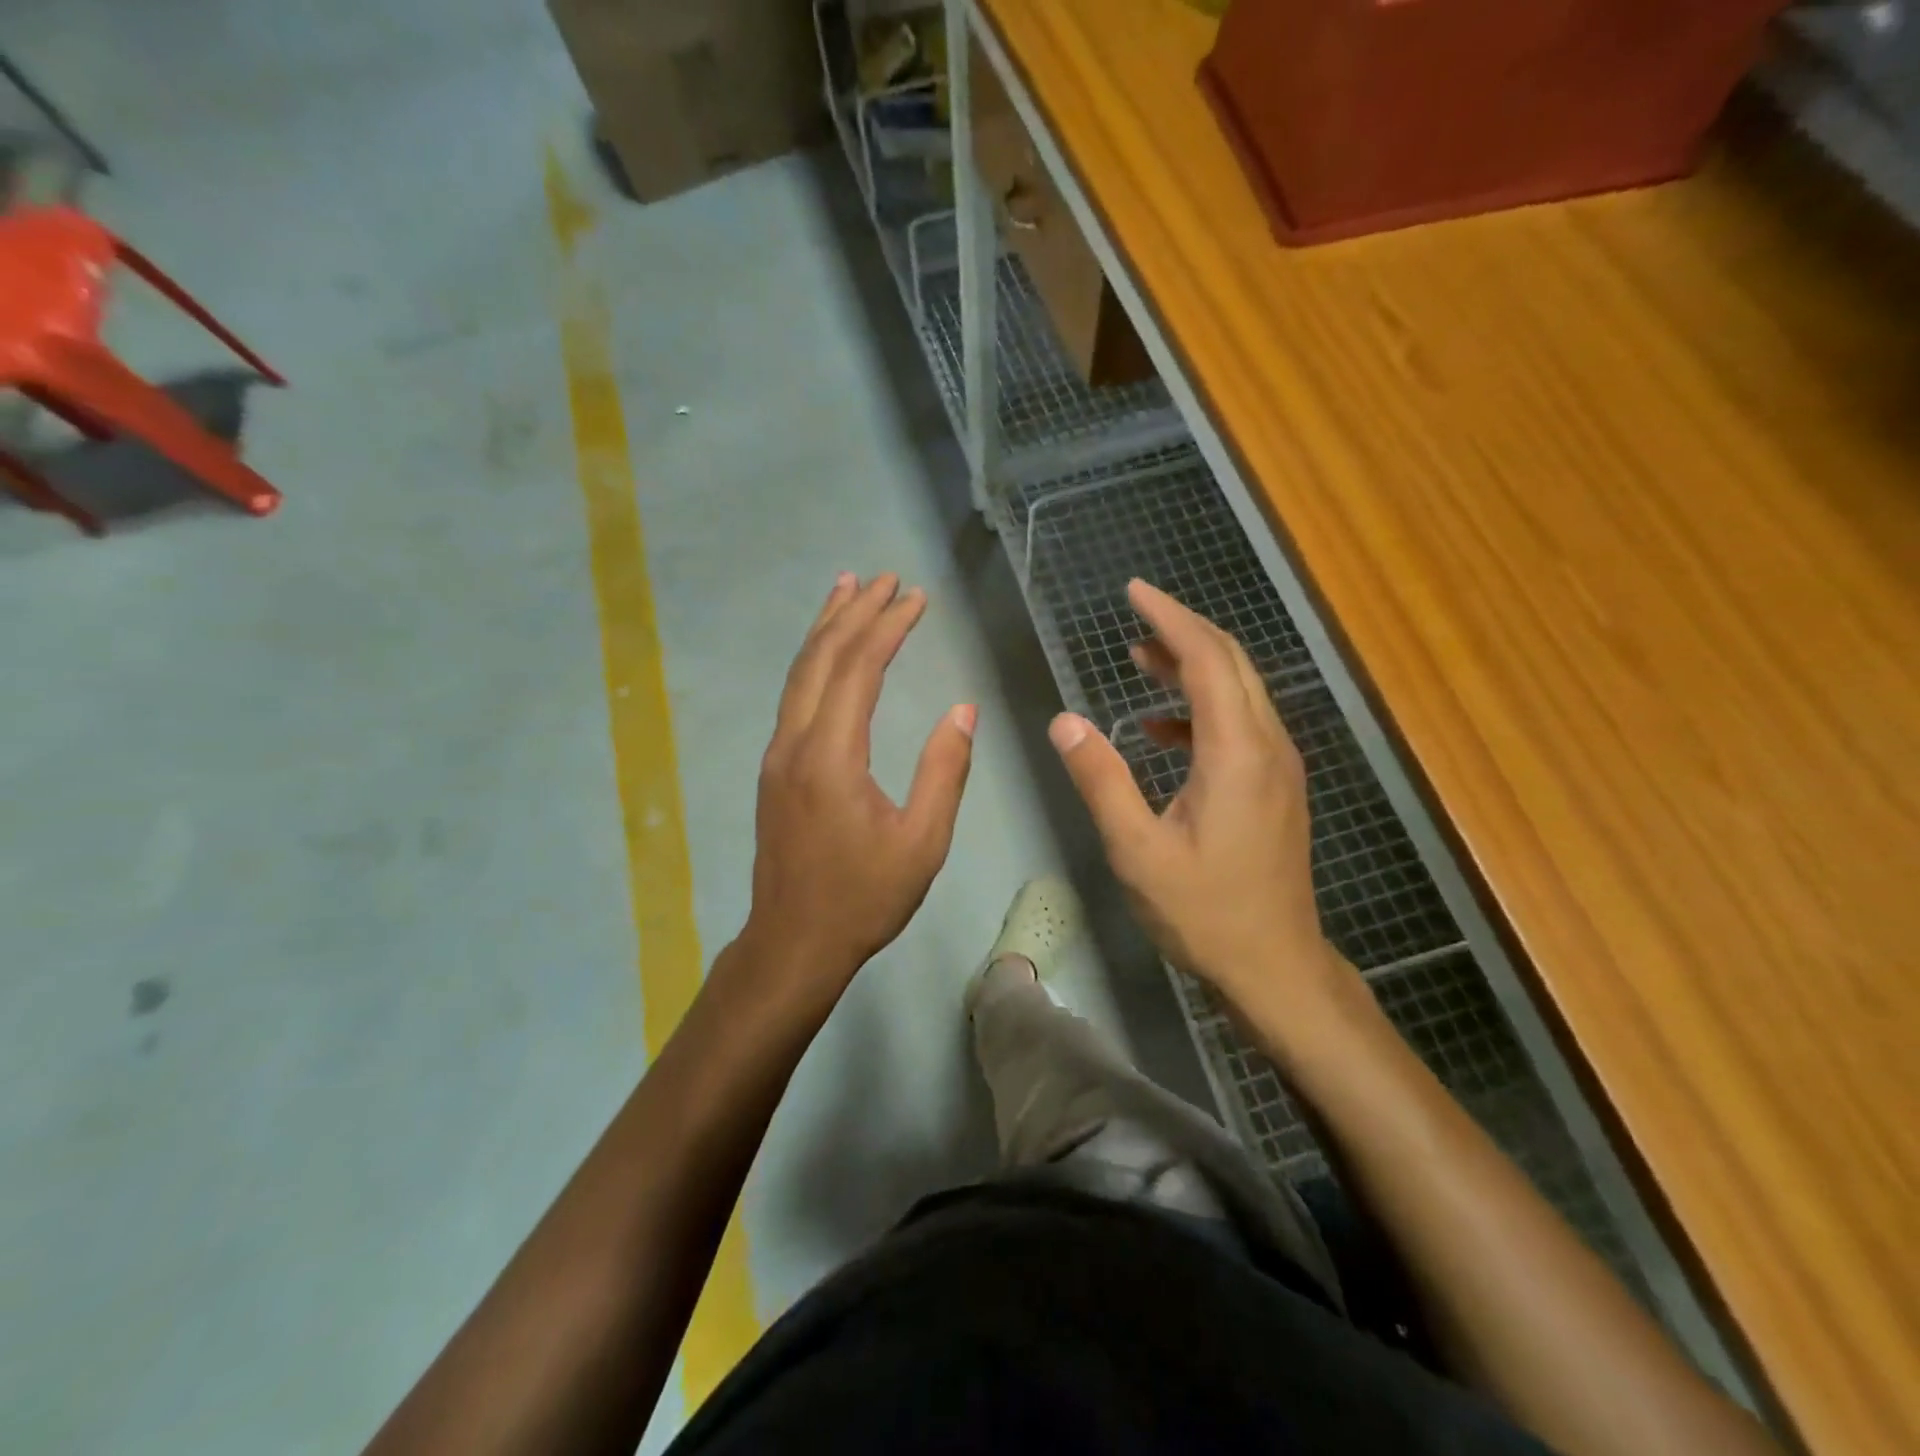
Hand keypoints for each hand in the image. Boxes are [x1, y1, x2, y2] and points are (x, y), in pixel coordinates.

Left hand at [740, 572, 974, 1003]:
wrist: (793, 942)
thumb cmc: (863, 897)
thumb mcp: (921, 842)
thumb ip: (943, 771)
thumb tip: (963, 710)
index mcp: (831, 756)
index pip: (859, 669)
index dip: (888, 627)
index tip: (916, 597)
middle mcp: (795, 742)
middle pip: (821, 658)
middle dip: (854, 612)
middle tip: (883, 577)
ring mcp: (777, 754)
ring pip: (799, 673)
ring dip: (825, 628)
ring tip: (847, 589)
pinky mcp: (774, 768)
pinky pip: (794, 696)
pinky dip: (814, 660)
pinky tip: (827, 653)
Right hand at [1048, 579, 1348, 1022]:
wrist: (1276, 966)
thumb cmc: (1204, 912)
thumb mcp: (1137, 849)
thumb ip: (1101, 779)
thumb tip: (1064, 720)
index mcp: (1236, 752)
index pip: (1206, 658)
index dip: (1170, 618)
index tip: (1134, 592)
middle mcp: (1267, 745)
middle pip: (1231, 662)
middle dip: (1183, 630)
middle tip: (1135, 614)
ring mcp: (1278, 765)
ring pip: (1240, 690)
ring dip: (1192, 666)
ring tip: (1139, 658)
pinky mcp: (1276, 786)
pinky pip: (1240, 724)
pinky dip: (1200, 709)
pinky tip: (1160, 729)